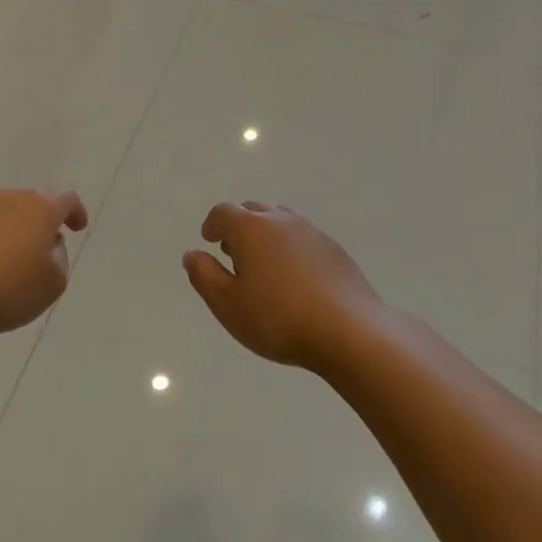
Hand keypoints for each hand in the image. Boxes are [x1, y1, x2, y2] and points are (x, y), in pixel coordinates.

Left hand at [0, 189, 89, 336]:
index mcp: (38, 208)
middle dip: (39, 223)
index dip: (75, 212)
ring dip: (8, 231)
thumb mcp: (52, 284)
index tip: (77, 228)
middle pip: (30, 203)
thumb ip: (59, 260)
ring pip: (0, 214)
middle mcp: (5, 198)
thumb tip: (47, 246)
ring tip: (7, 262)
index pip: (66, 200)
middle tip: (42, 250)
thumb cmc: (5, 289)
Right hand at [183, 201, 383, 371]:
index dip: (212, 225)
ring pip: (281, 220)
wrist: (349, 331)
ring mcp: (312, 232)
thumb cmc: (278, 318)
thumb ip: (204, 276)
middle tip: (233, 253)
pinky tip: (293, 277)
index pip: (223, 212)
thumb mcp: (227, 304)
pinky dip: (290, 246)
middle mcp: (281, 220)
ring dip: (266, 233)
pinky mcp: (335, 250)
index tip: (209, 241)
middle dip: (238, 226)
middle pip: (253, 209)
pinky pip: (303, 237)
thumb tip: (192, 254)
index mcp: (251, 228)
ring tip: (263, 264)